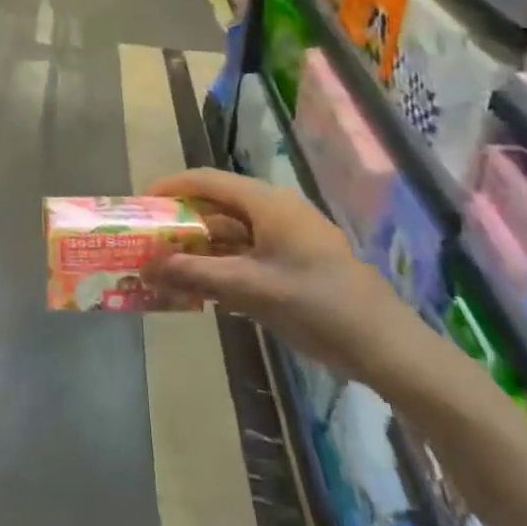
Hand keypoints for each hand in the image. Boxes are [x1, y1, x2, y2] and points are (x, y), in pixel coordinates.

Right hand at [141, 168, 427, 386]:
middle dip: (183, 223)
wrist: (386, 346)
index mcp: (267, 203)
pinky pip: (250, 253)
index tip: (140, 205)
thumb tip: (147, 265)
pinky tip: (204, 287)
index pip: (207, 180)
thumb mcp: (250, 289)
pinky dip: (225, 264)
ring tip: (169, 266)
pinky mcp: (298, 261)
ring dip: (202, 248)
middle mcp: (276, 211)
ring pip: (233, 232)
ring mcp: (289, 237)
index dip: (171, 188)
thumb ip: (196, 275)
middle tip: (150, 240)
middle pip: (218, 205)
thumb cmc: (316, 305)